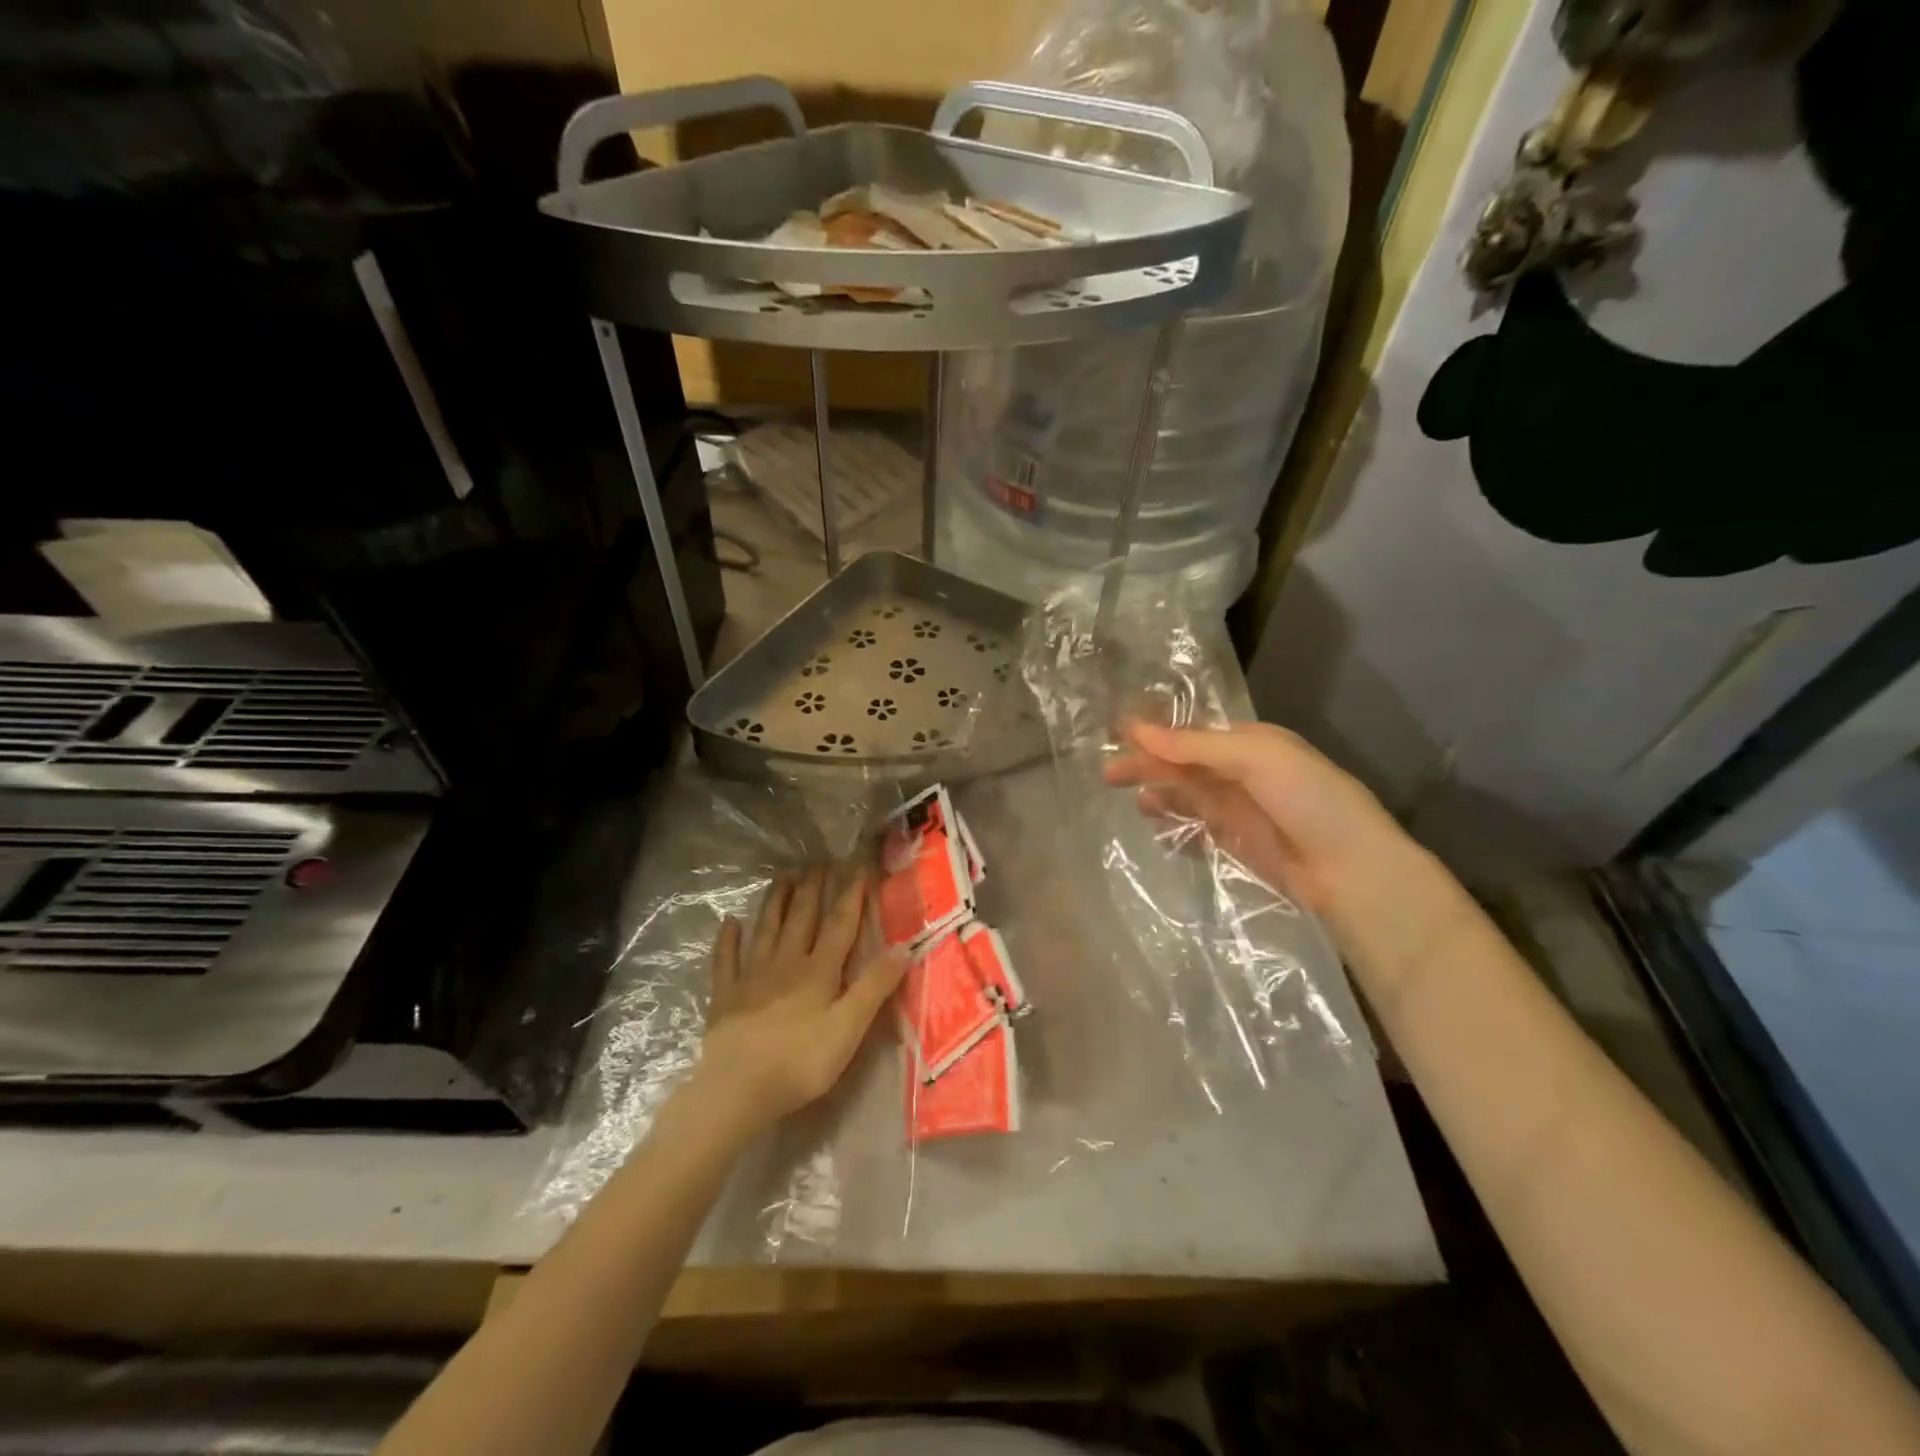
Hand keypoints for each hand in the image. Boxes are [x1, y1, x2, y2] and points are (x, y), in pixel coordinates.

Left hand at [693, 865, 906, 1128]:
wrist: (738, 1088)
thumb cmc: (801, 1061)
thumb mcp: (849, 1028)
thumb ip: (874, 987)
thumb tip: (903, 948)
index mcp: (818, 971)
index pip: (840, 926)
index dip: (851, 897)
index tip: (857, 869)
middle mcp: (786, 963)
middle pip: (801, 918)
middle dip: (811, 889)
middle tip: (816, 862)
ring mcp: (752, 977)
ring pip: (766, 929)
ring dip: (775, 902)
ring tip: (782, 877)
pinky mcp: (725, 996)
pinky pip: (726, 960)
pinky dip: (727, 940)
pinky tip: (729, 922)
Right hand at [1103, 720, 1402, 917]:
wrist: (1352, 872)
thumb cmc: (1309, 800)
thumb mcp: (1255, 758)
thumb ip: (1195, 745)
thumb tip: (1137, 729)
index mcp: (1250, 743)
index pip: (1192, 733)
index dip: (1155, 734)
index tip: (1116, 735)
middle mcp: (1241, 773)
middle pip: (1184, 765)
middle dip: (1148, 766)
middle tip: (1109, 774)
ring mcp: (1239, 811)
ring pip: (1187, 798)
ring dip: (1160, 797)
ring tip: (1136, 805)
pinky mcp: (1236, 846)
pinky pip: (1196, 832)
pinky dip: (1175, 831)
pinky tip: (1157, 833)